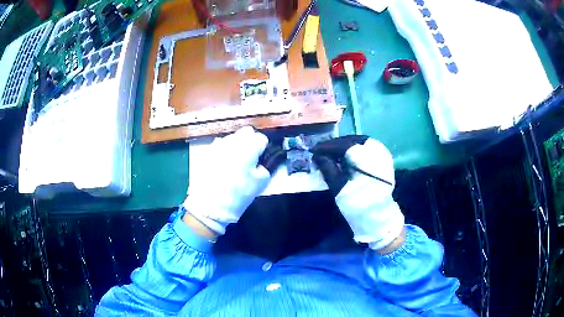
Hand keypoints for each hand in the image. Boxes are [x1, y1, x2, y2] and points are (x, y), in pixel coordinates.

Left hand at [182, 127, 284, 235]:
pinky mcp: (207, 152)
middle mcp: (233, 141)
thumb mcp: (260, 183)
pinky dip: (225, 150)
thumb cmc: (238, 194)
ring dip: (237, 144)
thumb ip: (266, 167)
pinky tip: (223, 163)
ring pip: (232, 137)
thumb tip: (262, 162)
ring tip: (236, 161)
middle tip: (251, 157)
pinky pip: (220, 145)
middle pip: (246, 132)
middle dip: (251, 141)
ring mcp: (218, 145)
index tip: (262, 158)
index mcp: (248, 147)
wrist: (210, 205)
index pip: (261, 138)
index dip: (264, 148)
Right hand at [312, 136, 404, 250]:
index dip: (328, 146)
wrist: (378, 216)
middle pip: (352, 141)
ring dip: (344, 146)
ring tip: (331, 153)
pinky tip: (344, 156)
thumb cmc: (358, 205)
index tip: (314, 150)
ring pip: (359, 142)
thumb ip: (328, 168)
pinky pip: (366, 147)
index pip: (344, 145)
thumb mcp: (339, 188)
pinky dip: (354, 149)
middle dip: (335, 145)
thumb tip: (317, 155)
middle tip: (321, 150)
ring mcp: (382, 154)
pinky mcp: (383, 159)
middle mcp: (377, 151)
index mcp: (367, 159)